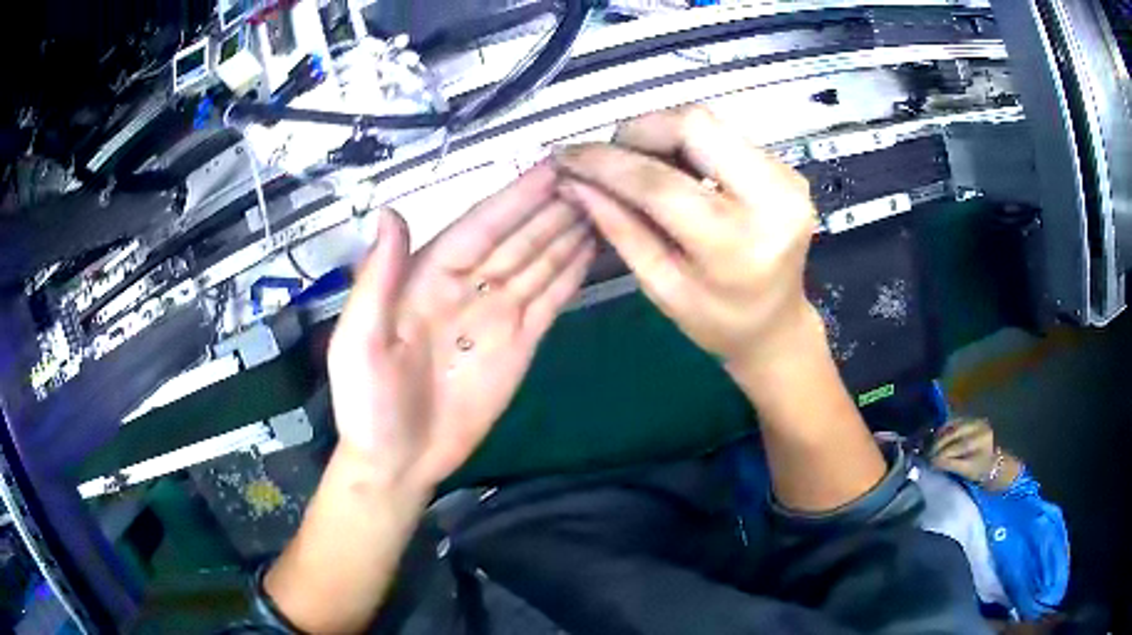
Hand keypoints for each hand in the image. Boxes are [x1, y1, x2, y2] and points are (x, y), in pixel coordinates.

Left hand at [327, 163, 595, 491]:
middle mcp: (467, 287)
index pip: (480, 227)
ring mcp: (496, 316)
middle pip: (517, 239)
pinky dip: (570, 275)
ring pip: (538, 263)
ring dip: (567, 233)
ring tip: (600, 205)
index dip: (515, 198)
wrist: (398, 462)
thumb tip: (391, 213)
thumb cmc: (368, 404)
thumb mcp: (360, 341)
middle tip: (592, 177)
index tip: (551, 169)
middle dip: (551, 208)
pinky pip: (548, 301)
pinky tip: (590, 250)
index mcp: (427, 279)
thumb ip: (378, 279)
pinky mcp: (519, 345)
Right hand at [552, 105, 818, 378]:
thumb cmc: (718, 322)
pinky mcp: (787, 169)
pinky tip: (676, 169)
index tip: (567, 157)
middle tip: (612, 157)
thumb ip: (619, 228)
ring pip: (709, 123)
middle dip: (639, 131)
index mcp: (736, 246)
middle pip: (693, 125)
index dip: (606, 163)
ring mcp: (786, 178)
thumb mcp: (661, 286)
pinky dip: (688, 143)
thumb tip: (575, 181)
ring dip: (662, 134)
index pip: (660, 183)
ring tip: (640, 164)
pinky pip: (725, 135)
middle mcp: (772, 200)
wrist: (778, 325)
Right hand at [929, 418, 996, 481]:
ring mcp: (976, 420)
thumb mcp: (967, 471)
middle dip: (939, 444)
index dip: (942, 455)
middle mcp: (978, 427)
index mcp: (979, 441)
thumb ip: (951, 466)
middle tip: (927, 455)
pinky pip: (956, 421)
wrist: (994, 462)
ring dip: (940, 435)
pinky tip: (938, 435)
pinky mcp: (972, 418)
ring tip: (931, 446)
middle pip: (954, 434)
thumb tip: (933, 462)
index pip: (957, 447)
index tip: (929, 463)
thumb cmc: (980, 471)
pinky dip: (945, 428)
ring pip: (953, 425)